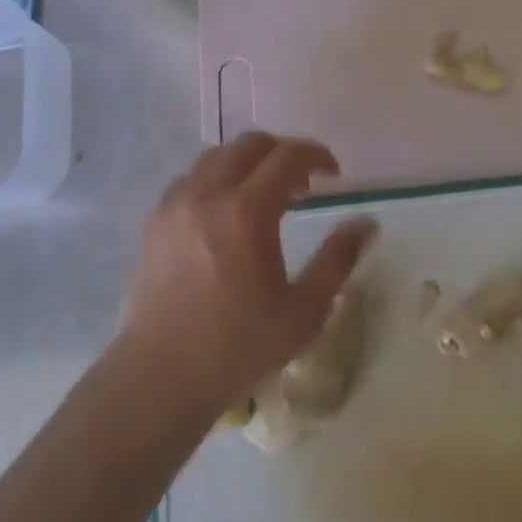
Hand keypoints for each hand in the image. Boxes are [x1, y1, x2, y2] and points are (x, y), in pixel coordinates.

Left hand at [121, 133, 377, 417]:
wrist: (161, 376)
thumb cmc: (239, 347)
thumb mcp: (304, 310)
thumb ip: (338, 259)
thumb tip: (367, 223)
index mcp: (247, 212)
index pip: (287, 156)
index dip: (316, 155)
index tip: (333, 174)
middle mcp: (207, 194)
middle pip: (249, 144)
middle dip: (282, 152)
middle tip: (303, 183)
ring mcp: (174, 205)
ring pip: (215, 157)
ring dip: (247, 162)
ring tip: (263, 194)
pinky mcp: (153, 221)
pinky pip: (188, 180)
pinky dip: (215, 180)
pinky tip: (224, 213)